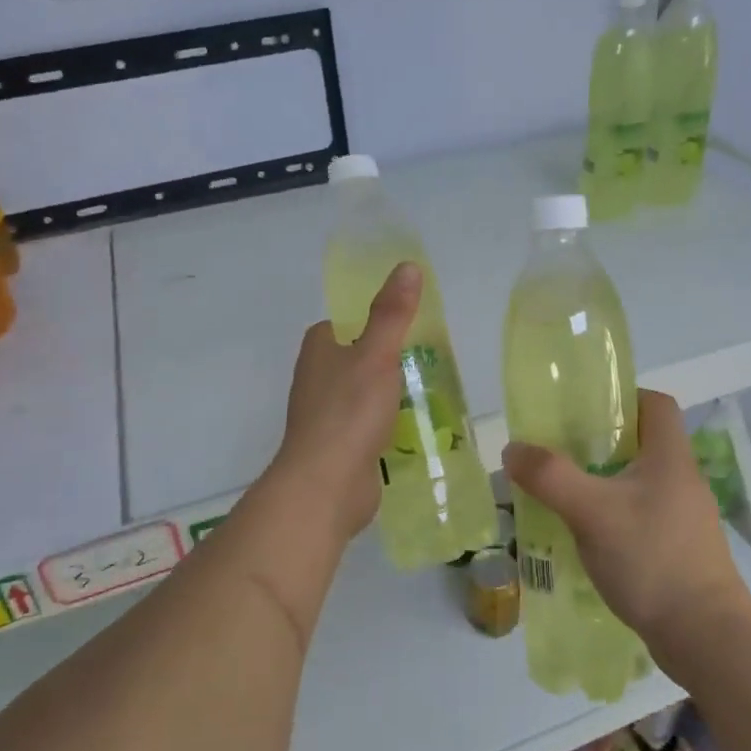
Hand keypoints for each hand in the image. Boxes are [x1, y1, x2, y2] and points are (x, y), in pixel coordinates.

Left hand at [274, 262, 421, 540]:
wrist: (326, 485)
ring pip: (366, 393)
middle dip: (393, 361)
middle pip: (361, 358)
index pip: (349, 323)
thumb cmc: (349, 411)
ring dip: (393, 394)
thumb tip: (408, 266)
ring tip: (432, 394)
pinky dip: (390, 424)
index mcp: (319, 348)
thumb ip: (393, 313)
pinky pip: (369, 425)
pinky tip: (417, 429)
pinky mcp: (339, 446)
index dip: (379, 323)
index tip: (414, 330)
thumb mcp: (377, 354)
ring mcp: (326, 414)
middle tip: (433, 362)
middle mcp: (317, 377)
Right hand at [503, 390, 750, 654]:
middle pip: (642, 444)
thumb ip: (549, 477)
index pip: (655, 404)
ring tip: (564, 498)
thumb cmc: (652, 558)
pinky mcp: (680, 552)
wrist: (705, 637)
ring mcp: (685, 519)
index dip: (623, 397)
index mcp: (670, 457)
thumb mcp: (591, 512)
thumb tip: (513, 449)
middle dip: (600, 445)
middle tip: (560, 454)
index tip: (584, 411)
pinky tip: (586, 541)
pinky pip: (641, 520)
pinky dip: (614, 520)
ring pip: (638, 485)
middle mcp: (682, 480)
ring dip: (603, 485)